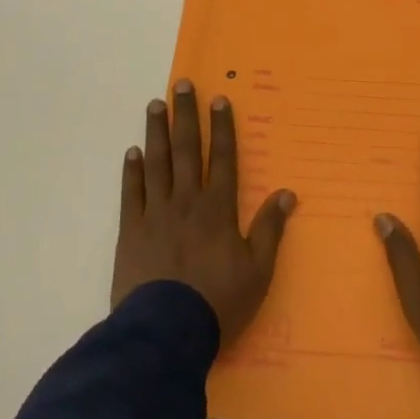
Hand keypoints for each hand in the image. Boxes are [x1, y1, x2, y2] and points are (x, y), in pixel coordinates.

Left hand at [111, 79, 295, 347]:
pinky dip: (132, 171)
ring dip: (156, 132)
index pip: (222, 157)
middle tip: (180, 85)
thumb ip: (270, 229)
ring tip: (155, 105)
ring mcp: (156, 213)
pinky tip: (132, 152)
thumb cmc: (218, 303)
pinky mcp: (131, 231)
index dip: (221, 127)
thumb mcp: (257, 271)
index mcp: (218, 209)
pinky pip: (132, 193)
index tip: (218, 99)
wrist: (165, 333)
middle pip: (186, 149)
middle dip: (185, 115)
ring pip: (157, 163)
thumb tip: (288, 193)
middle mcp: (187, 201)